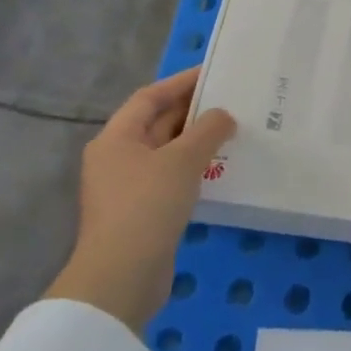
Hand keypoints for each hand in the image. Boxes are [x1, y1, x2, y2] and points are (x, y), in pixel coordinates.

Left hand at [44, 67, 235, 330]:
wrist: (121, 277)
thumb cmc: (148, 206)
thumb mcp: (183, 160)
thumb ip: (208, 130)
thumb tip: (223, 116)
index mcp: (116, 138)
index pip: (150, 97)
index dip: (181, 82)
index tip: (214, 73)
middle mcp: (117, 158)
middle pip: (157, 123)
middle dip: (193, 112)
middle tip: (231, 101)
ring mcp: (127, 187)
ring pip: (166, 152)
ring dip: (196, 142)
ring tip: (233, 132)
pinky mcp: (141, 213)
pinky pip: (170, 178)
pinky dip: (194, 169)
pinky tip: (221, 170)